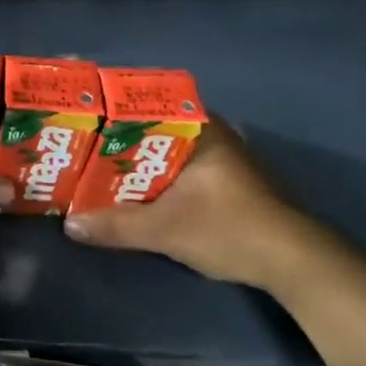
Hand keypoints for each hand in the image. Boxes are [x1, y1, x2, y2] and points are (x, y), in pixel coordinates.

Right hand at [61, 113, 330, 291]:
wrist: (295, 263)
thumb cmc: (229, 229)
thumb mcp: (166, 230)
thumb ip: (117, 225)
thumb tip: (70, 224)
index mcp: (201, 128)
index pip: (150, 101)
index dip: (116, 107)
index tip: (87, 115)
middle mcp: (215, 133)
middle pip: (156, 126)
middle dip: (122, 137)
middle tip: (87, 145)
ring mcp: (226, 157)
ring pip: (170, 148)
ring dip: (141, 158)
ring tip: (104, 166)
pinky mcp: (232, 181)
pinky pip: (184, 166)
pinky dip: (160, 174)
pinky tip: (139, 189)